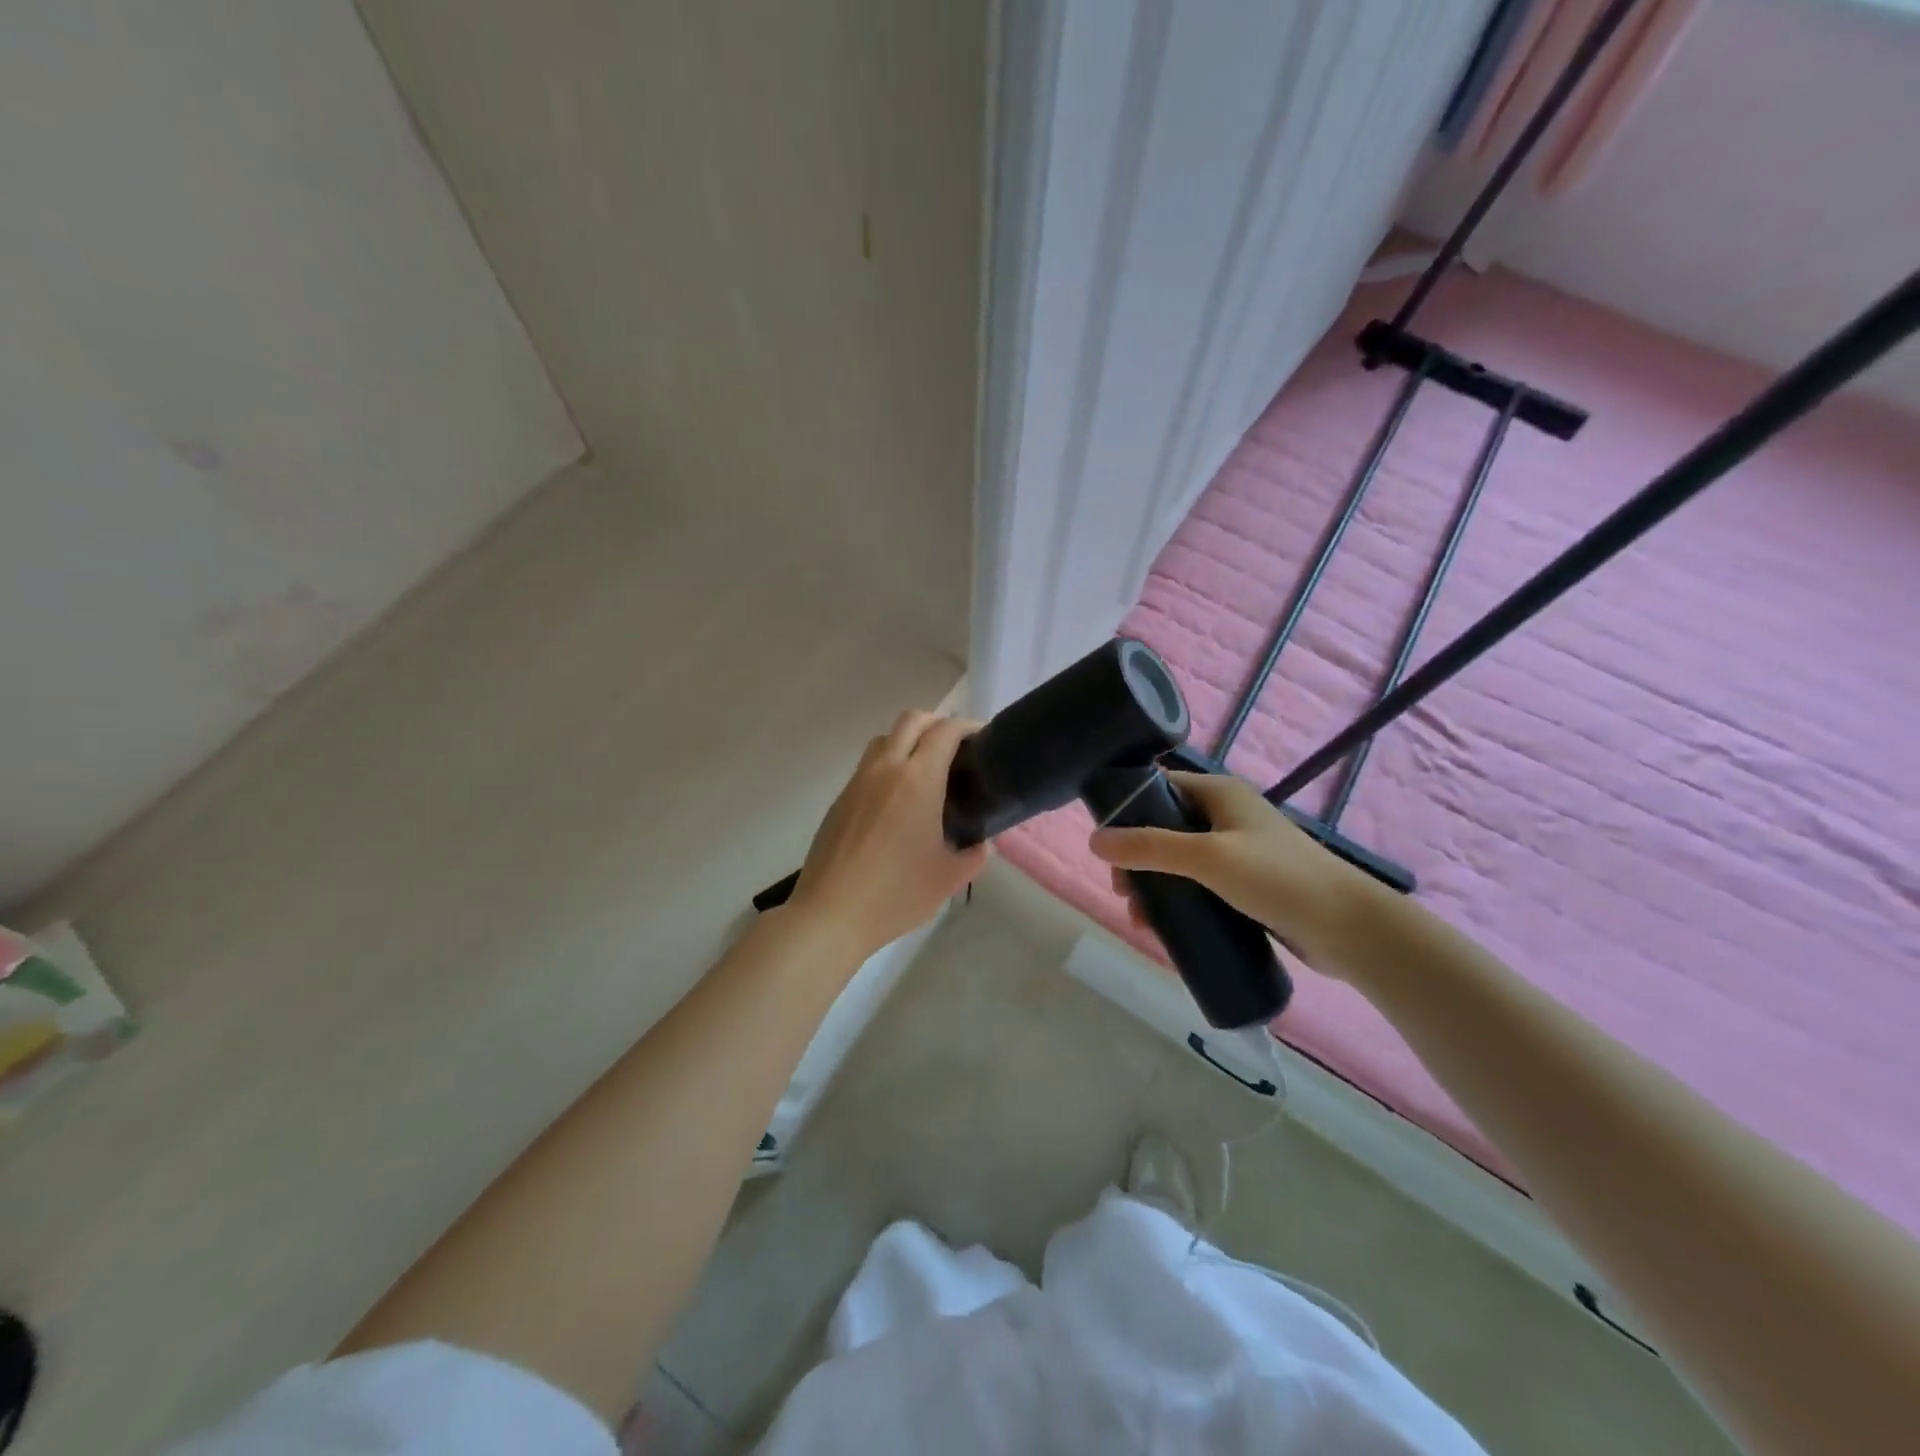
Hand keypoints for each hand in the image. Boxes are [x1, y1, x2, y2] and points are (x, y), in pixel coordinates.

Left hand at [787, 711, 988, 962]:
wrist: (830, 914)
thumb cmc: (896, 894)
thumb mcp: (948, 879)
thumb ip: (974, 856)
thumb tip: (981, 845)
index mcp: (918, 780)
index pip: (945, 731)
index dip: (967, 727)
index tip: (982, 739)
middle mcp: (886, 769)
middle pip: (911, 720)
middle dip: (937, 723)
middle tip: (956, 747)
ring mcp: (857, 782)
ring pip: (884, 739)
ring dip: (908, 740)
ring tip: (925, 770)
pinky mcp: (839, 800)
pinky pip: (867, 766)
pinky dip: (888, 765)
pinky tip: (897, 801)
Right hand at [1089, 772, 1375, 973]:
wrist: (1349, 929)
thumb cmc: (1277, 879)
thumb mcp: (1207, 858)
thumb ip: (1150, 847)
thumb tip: (1094, 840)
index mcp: (1220, 793)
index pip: (1160, 787)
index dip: (1128, 809)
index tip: (1105, 843)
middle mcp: (1227, 816)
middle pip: (1164, 828)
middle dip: (1138, 859)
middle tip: (1123, 892)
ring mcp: (1239, 852)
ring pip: (1180, 862)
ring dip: (1155, 886)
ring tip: (1141, 920)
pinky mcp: (1248, 886)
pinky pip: (1200, 887)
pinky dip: (1180, 901)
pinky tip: (1167, 928)